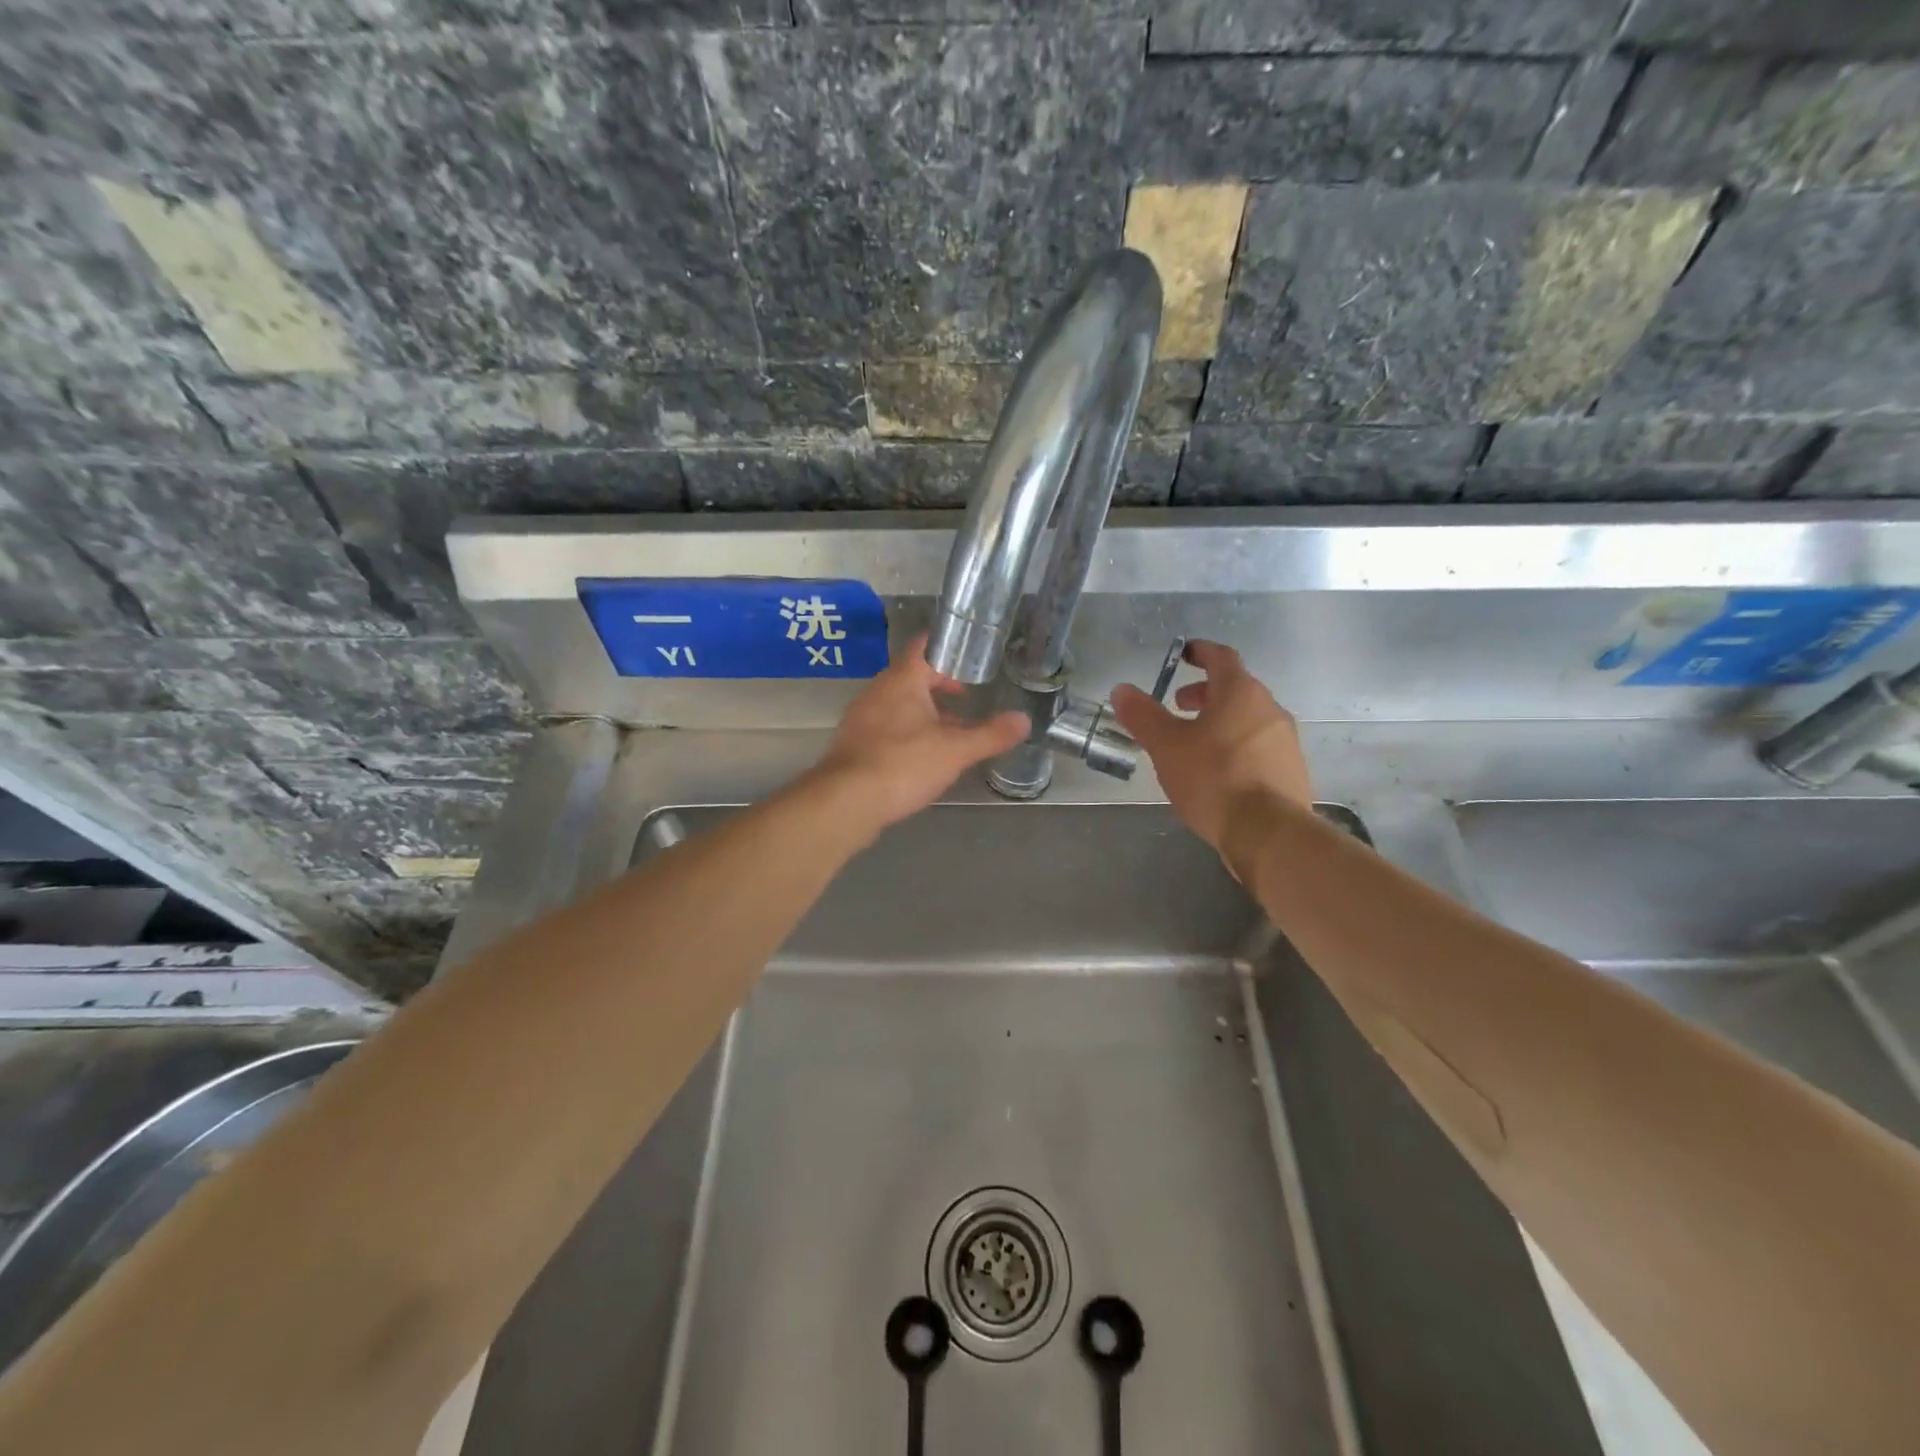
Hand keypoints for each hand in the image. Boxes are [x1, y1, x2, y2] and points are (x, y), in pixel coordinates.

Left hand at [810, 634, 1029, 830]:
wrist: (846, 801)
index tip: (971, 660)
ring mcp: (862, 717)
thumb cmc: (904, 764)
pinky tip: (922, 758)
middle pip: (912, 677)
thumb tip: (1024, 720)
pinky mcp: (853, 744)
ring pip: (899, 705)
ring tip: (952, 732)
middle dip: (940, 687)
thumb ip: (990, 734)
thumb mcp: (956, 750)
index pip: (924, 647)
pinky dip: (906, 734)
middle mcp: (878, 690)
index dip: (949, 650)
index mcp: (902, 679)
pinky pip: (886, 728)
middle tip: (968, 698)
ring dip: (924, 714)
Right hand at [1110, 639, 1311, 851]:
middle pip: (1236, 689)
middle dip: (1205, 693)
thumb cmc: (1213, 779)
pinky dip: (1236, 746)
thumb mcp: (1167, 746)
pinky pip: (1258, 746)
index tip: (1183, 654)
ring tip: (1193, 743)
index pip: (1221, 657)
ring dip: (1220, 721)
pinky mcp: (1291, 771)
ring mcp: (1285, 741)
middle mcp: (1269, 709)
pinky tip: (1218, 773)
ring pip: (1248, 719)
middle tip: (1178, 706)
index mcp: (1240, 693)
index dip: (1200, 652)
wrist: (1269, 833)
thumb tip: (1122, 690)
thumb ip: (1143, 716)